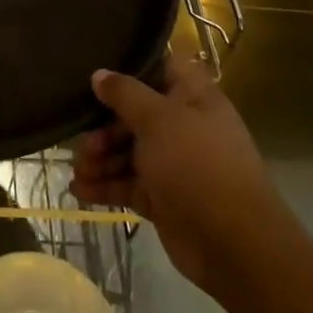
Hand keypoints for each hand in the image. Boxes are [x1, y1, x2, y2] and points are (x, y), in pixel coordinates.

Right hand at [72, 53, 275, 298]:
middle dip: (104, 126)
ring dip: (100, 159)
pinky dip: (105, 186)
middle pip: (134, 114)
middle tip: (83, 140)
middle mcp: (183, 125)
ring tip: (79, 170)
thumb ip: (125, 94)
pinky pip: (127, 183)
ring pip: (128, 151)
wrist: (234, 244)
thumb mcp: (158, 119)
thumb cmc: (197, 164)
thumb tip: (99, 74)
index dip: (129, 69)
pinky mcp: (163, 197)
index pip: (159, 69)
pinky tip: (80, 190)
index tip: (96, 74)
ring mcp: (173, 163)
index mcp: (192, 97)